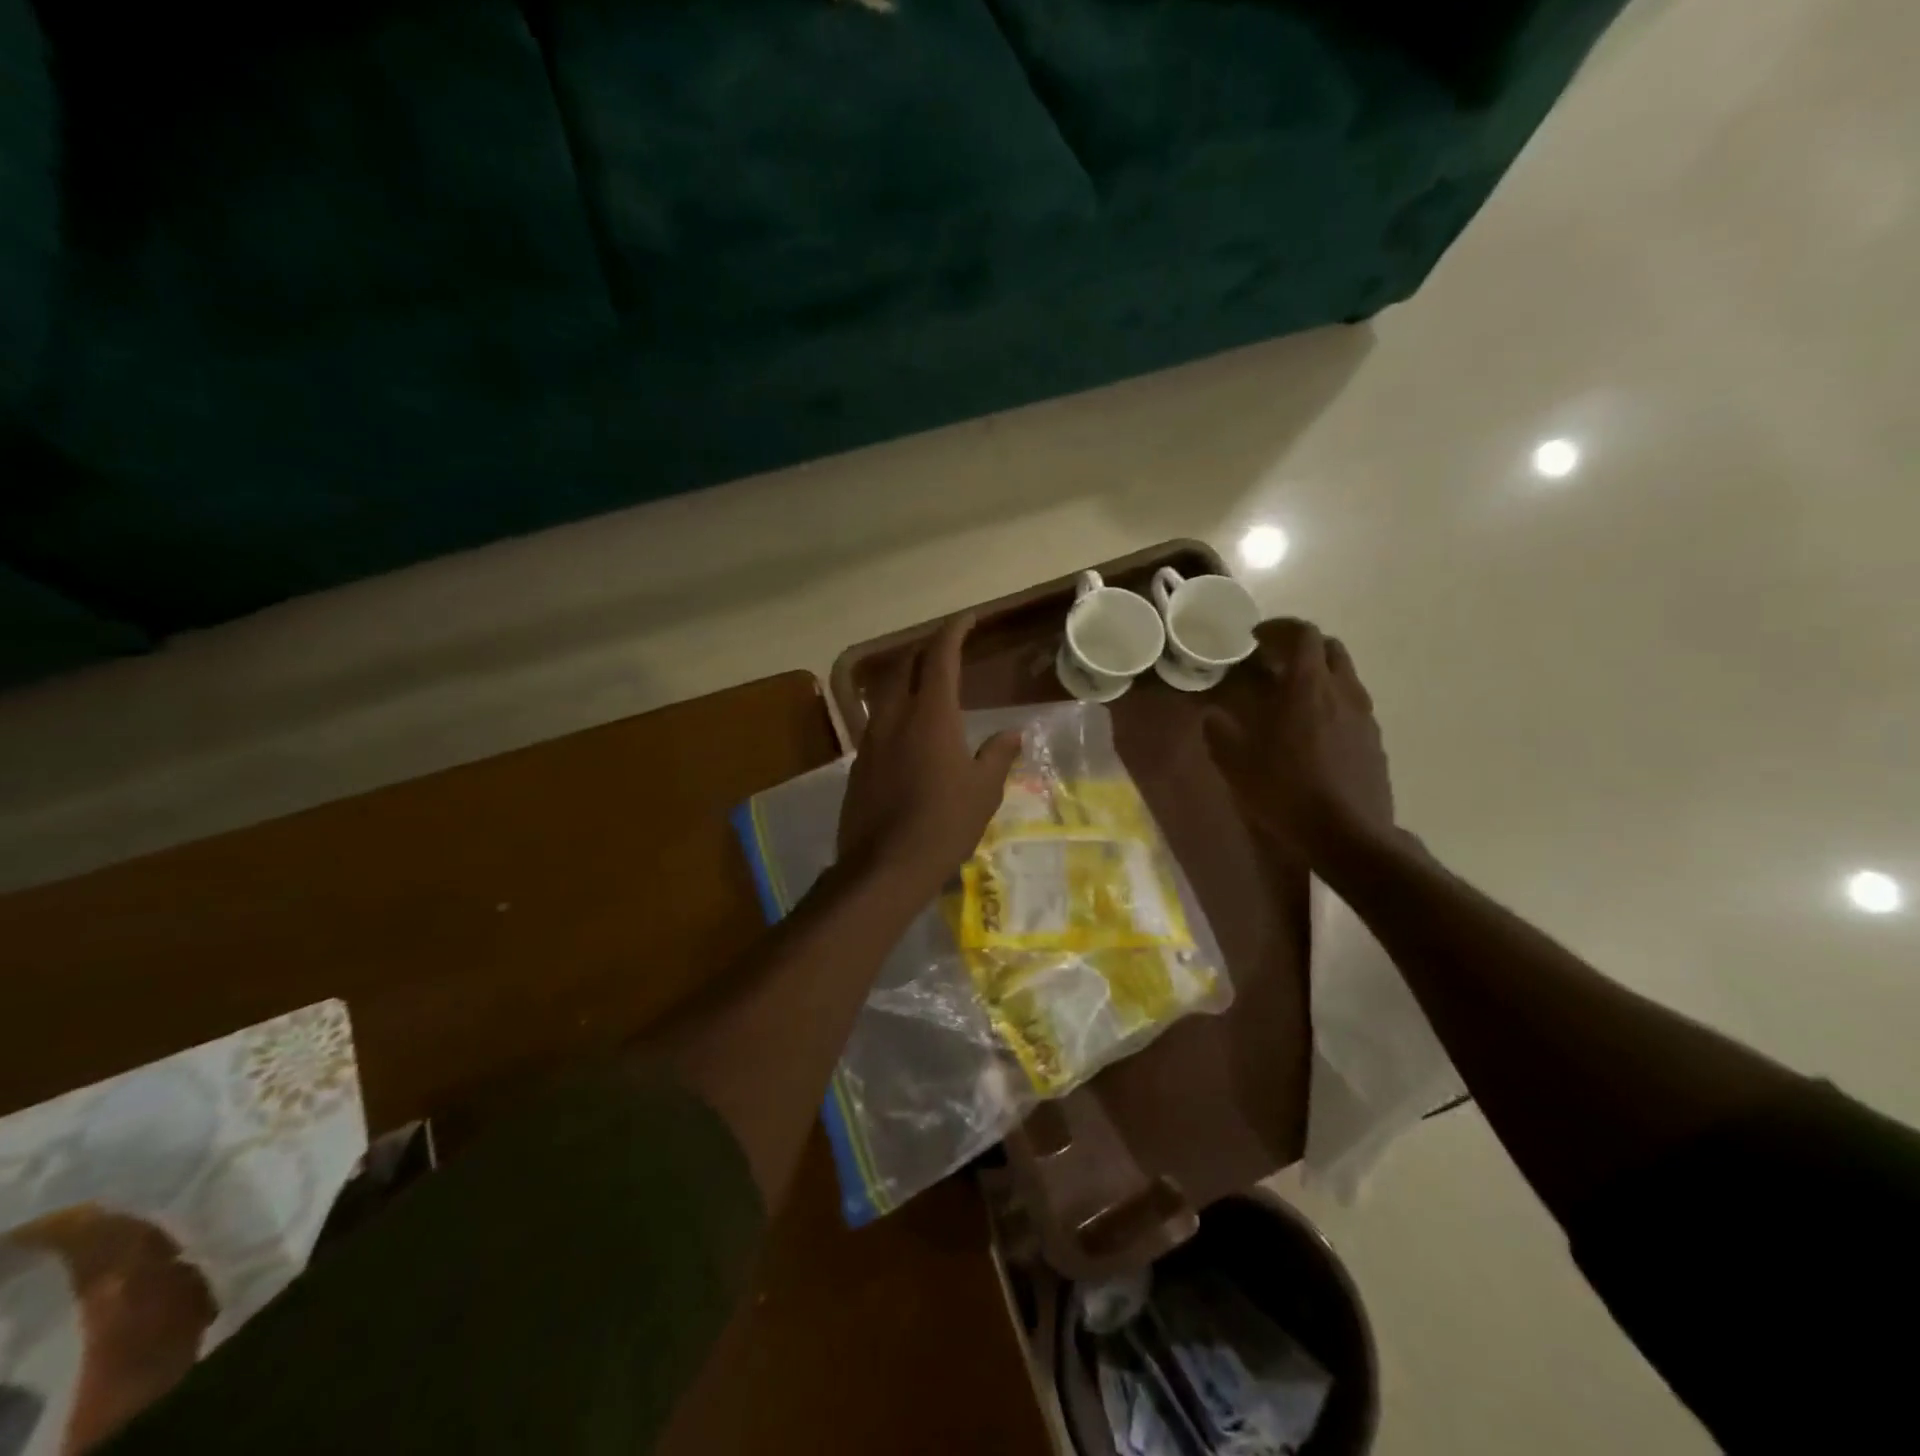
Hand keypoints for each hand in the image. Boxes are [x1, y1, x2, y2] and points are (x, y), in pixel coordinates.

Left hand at [839, 614, 1021, 888]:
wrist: (884, 867)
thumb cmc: (944, 824)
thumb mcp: (983, 791)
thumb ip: (997, 755)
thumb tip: (1012, 734)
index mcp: (931, 715)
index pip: (940, 656)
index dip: (954, 631)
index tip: (967, 619)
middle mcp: (895, 717)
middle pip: (904, 666)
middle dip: (925, 650)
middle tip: (946, 650)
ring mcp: (871, 739)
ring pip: (884, 692)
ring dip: (905, 678)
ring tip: (925, 686)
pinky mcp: (858, 764)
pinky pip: (876, 722)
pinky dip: (894, 712)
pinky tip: (907, 733)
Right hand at [1204, 619, 1395, 862]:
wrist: (1346, 836)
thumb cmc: (1285, 791)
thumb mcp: (1235, 762)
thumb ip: (1220, 730)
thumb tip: (1214, 715)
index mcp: (1307, 687)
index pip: (1303, 634)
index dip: (1279, 628)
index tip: (1256, 638)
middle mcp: (1342, 692)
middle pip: (1330, 649)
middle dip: (1301, 648)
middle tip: (1273, 664)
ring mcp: (1365, 717)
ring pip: (1345, 677)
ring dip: (1318, 676)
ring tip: (1291, 699)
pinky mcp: (1375, 742)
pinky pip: (1353, 707)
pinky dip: (1332, 704)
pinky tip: (1313, 733)